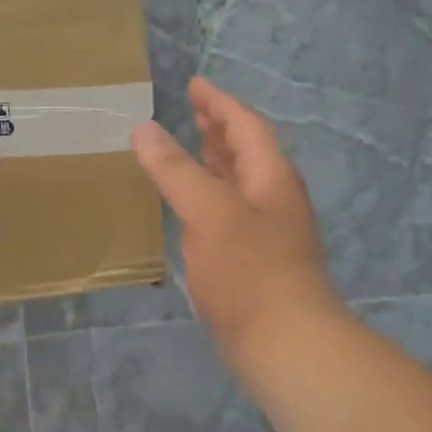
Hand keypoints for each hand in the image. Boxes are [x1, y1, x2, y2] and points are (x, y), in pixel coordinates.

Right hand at [131, 78, 344, 360]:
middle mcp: (274, 200)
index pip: (245, 126)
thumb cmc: (250, 272)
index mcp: (271, 178)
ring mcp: (268, 233)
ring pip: (240, 185)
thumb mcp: (209, 213)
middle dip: (220, 130)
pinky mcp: (256, 263)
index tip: (195, 85)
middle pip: (248, 153)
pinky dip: (210, 200)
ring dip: (216, 164)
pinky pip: (230, 215)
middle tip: (193, 113)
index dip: (219, 103)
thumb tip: (144, 128)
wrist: (287, 346)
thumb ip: (176, 170)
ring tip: (191, 151)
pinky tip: (192, 211)